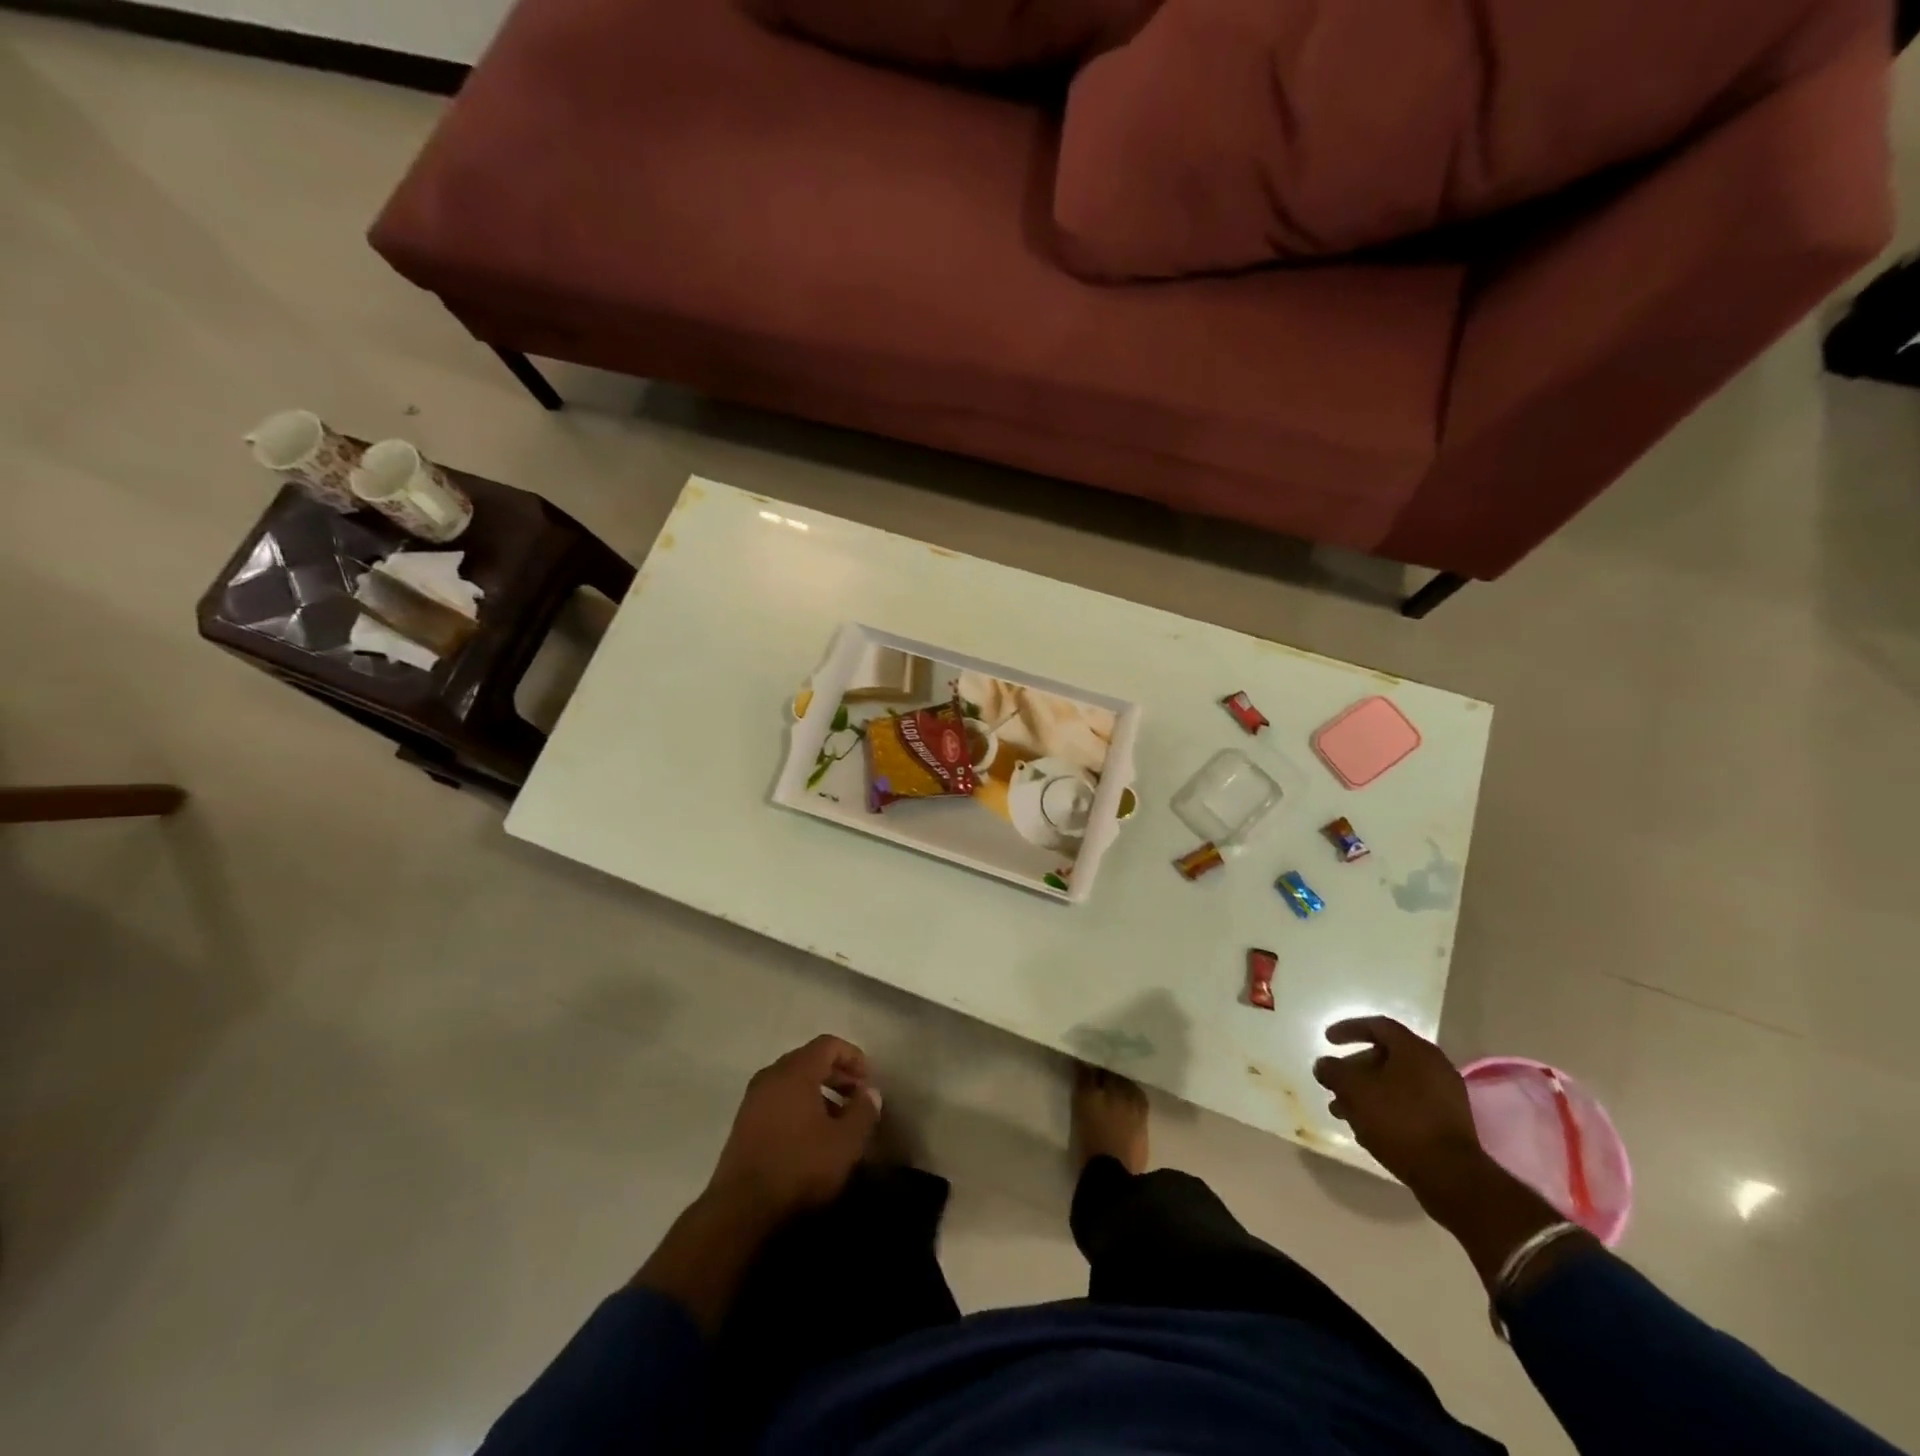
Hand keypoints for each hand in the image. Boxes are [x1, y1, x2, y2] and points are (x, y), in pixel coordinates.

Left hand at [706, 1034, 881, 1221]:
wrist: (740, 1210)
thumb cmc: (799, 1167)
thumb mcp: (845, 1142)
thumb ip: (863, 1111)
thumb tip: (870, 1093)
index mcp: (795, 1071)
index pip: (828, 1044)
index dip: (853, 1056)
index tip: (868, 1080)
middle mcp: (771, 1076)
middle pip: (809, 1060)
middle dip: (837, 1075)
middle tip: (857, 1099)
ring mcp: (753, 1099)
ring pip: (793, 1082)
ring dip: (819, 1093)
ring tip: (838, 1121)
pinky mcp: (743, 1123)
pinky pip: (778, 1100)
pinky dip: (799, 1107)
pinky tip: (811, 1137)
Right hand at [1312, 1016, 1486, 1202]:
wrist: (1451, 1176)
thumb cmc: (1398, 1121)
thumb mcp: (1353, 1090)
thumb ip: (1333, 1071)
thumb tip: (1324, 1065)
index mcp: (1415, 1050)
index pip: (1378, 1026)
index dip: (1349, 1028)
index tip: (1327, 1040)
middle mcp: (1435, 1066)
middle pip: (1386, 1056)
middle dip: (1354, 1069)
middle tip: (1334, 1083)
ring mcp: (1446, 1096)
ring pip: (1396, 1083)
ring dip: (1367, 1092)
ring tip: (1343, 1112)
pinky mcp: (1450, 1123)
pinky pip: (1410, 1104)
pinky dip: (1386, 1108)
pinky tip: (1368, 1128)